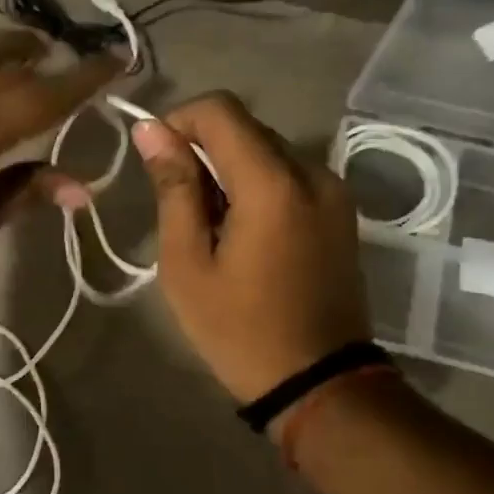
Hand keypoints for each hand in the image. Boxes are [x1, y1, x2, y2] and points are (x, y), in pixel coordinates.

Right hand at [135, 92, 370, 403]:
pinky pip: (289, 174)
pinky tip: (243, 232)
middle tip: (179, 206)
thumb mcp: (187, 263)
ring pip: (266, 149)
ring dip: (229, 170)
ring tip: (211, 227)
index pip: (219, 110)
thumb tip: (151, 130)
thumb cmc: (239, 329)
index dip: (178, 121)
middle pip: (245, 127)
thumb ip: (173, 188)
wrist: (319, 383)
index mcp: (273, 184)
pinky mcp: (341, 209)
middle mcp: (312, 172)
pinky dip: (257, 185)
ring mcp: (334, 190)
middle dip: (202, 150)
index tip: (157, 161)